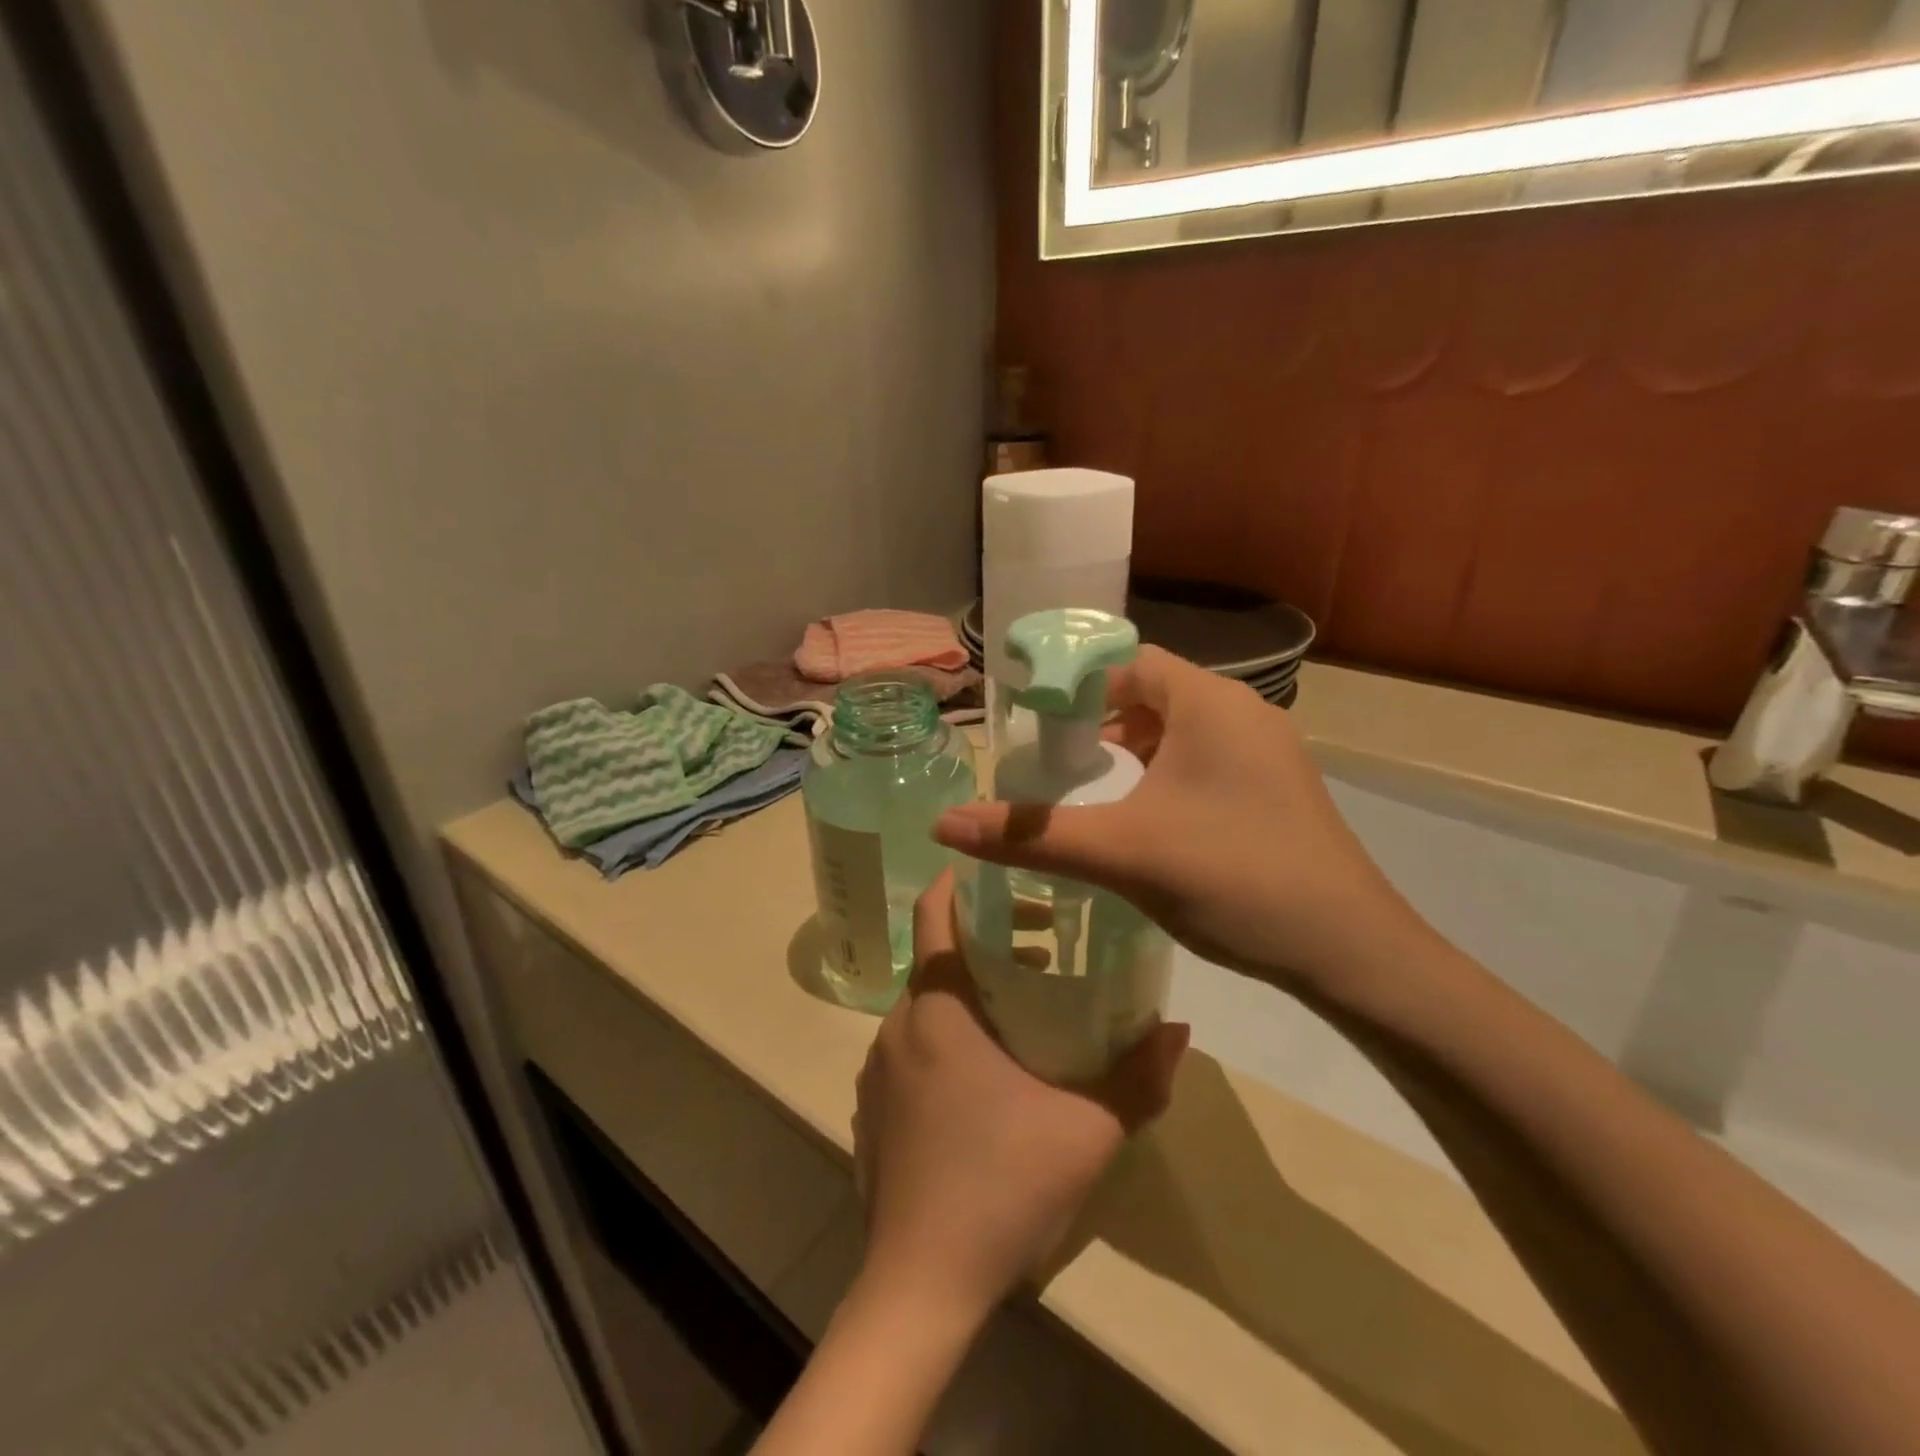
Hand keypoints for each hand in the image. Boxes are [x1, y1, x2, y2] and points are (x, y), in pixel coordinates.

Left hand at [852, 873, 1187, 1321]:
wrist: (920, 1286)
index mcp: (937, 1007)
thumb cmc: (1002, 1188)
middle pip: (938, 953)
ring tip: (1029, 1006)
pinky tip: (991, 1072)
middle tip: (1047, 942)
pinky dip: (948, 1031)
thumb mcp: (1087, 1130)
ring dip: (972, 989)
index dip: (963, 879)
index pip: (934, 910)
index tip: (1006, 870)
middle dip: (988, 937)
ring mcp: (878, 1068)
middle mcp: (898, 1024)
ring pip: (926, 1001)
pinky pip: (913, 1043)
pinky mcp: (874, 1105)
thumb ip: (1139, 1076)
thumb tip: (1178, 1028)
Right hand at [933, 646, 1434, 997]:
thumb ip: (1032, 835)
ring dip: (1134, 749)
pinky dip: (1167, 772)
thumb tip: (945, 825)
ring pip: (1182, 729)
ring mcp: (1267, 751)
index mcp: (1209, 703)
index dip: (1077, 685)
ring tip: (1094, 788)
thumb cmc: (1233, 879)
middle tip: (1056, 760)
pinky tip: (1147, 817)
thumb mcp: (1122, 854)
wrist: (1350, 951)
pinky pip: (1207, 759)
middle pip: (1153, 693)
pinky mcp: (1277, 788)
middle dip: (1100, 721)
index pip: (1129, 662)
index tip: (1035, 724)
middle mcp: (1243, 712)